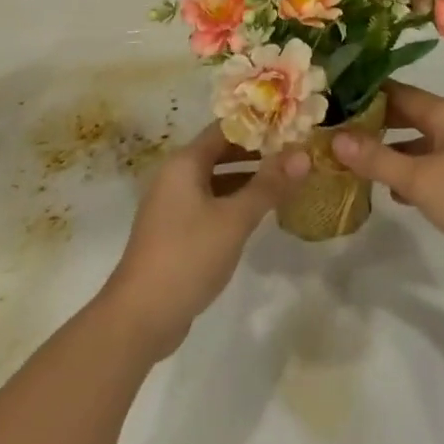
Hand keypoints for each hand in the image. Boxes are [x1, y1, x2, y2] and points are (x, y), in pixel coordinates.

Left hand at [100, 124, 306, 359]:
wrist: (139, 318)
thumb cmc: (188, 256)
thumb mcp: (235, 219)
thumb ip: (269, 186)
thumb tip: (303, 155)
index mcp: (185, 163)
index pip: (225, 128)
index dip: (257, 125)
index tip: (290, 126)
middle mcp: (175, 176)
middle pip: (220, 152)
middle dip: (256, 153)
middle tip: (293, 153)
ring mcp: (173, 205)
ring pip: (216, 180)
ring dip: (247, 179)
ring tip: (284, 180)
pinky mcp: (175, 232)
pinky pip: (209, 204)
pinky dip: (233, 202)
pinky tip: (257, 213)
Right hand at [333, 83, 443, 290]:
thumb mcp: (419, 179)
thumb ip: (377, 159)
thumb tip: (335, 137)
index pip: (398, 92)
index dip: (366, 95)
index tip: (333, 101)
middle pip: (408, 116)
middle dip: (374, 124)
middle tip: (336, 133)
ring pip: (419, 144)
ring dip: (391, 152)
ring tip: (354, 163)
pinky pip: (432, 168)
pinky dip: (411, 175)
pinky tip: (392, 194)